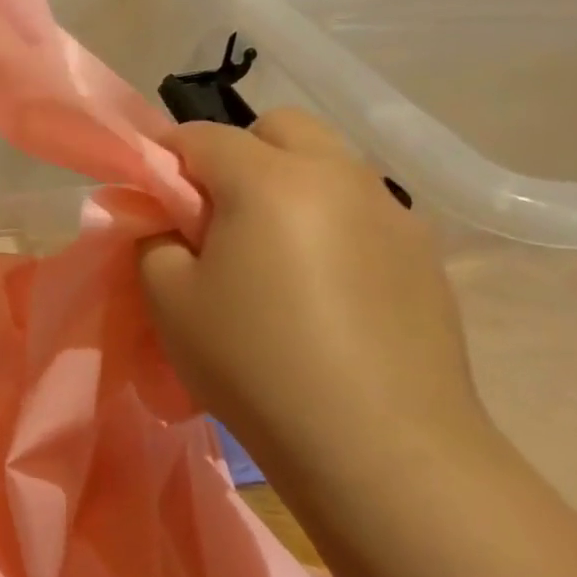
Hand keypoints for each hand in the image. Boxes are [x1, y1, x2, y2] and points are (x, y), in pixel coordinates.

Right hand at [139, 111, 489, 478]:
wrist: (382, 448)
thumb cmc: (256, 364)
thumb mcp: (169, 299)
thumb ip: (151, 237)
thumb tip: (162, 215)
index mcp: (270, 178)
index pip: (202, 135)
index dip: (167, 158)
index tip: (155, 197)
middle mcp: (338, 176)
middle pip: (280, 128)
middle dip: (238, 154)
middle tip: (217, 217)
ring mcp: (392, 211)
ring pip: (328, 164)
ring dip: (289, 183)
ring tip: (273, 253)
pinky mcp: (424, 252)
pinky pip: (363, 209)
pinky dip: (331, 220)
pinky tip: (324, 286)